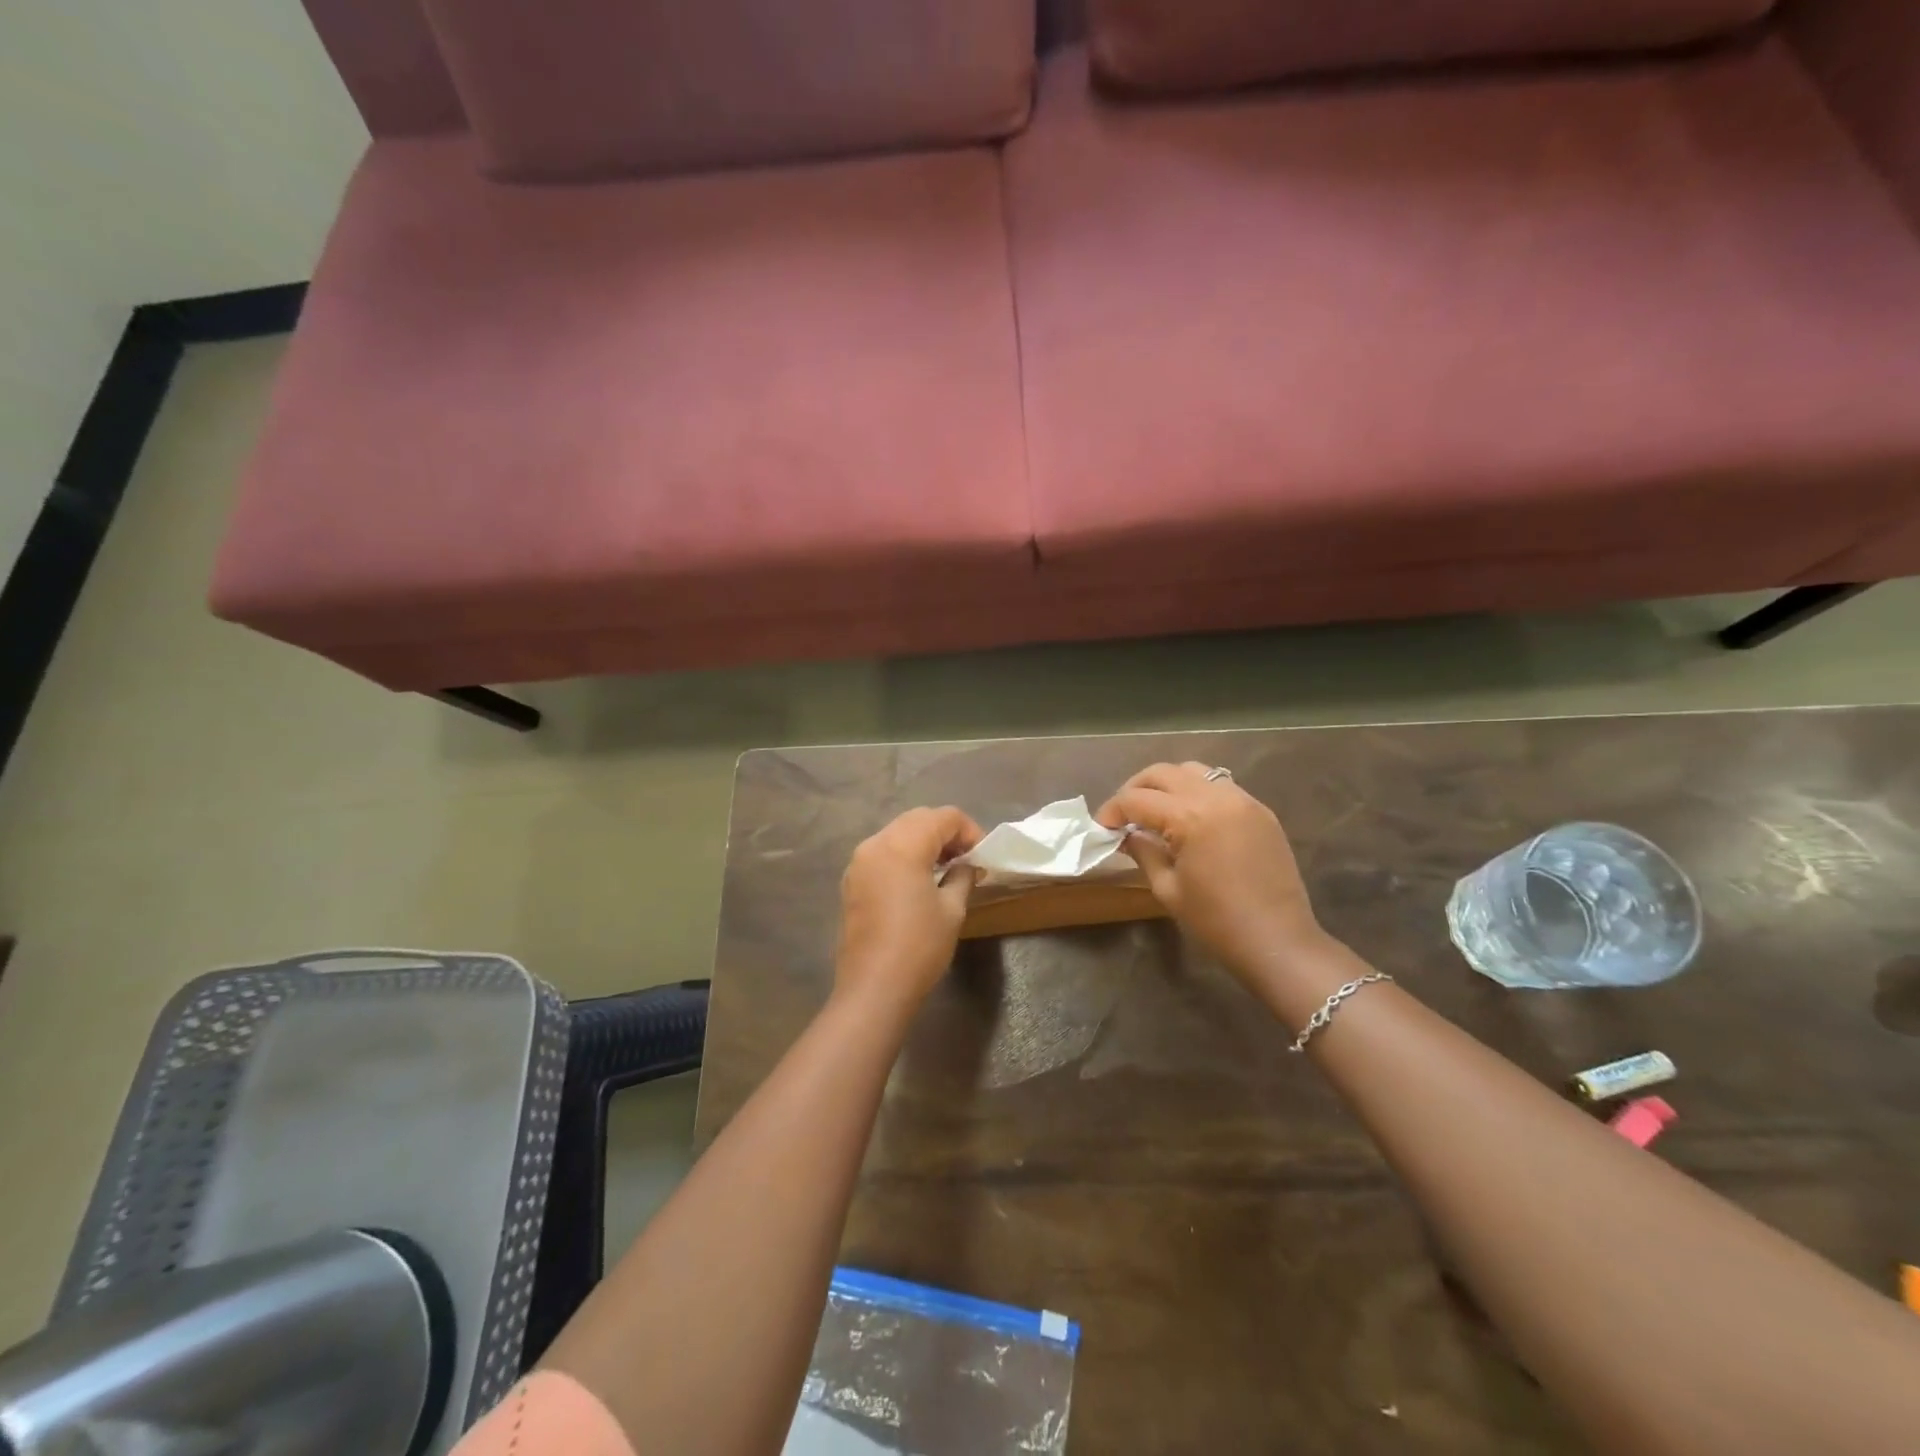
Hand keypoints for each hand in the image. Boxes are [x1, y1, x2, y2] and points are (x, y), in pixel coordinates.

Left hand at [835, 806, 983, 1016]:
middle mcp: (876, 844)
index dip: (969, 830)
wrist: (873, 988)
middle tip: (967, 859)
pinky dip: (904, 855)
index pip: (943, 817)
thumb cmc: (919, 947)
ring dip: (924, 842)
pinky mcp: (852, 881)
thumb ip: (962, 877)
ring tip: (946, 869)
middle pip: (918, 819)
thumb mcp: (952, 909)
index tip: (982, 856)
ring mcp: (859, 862)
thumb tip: (968, 865)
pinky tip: (920, 880)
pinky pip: (883, 852)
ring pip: (898, 833)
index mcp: (902, 845)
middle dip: (946, 832)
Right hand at [1097, 763, 1327, 983]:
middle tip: (1124, 814)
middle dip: (1136, 789)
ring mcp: (1243, 800)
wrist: (1278, 942)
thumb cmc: (1216, 921)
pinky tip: (1191, 819)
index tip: (1102, 828)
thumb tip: (1127, 834)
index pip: (1137, 799)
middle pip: (1163, 773)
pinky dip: (1198, 792)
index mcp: (1189, 817)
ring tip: (1157, 811)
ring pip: (1194, 771)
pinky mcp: (1261, 811)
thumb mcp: (1168, 889)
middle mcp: (1216, 797)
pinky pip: (1221, 786)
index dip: (1112, 810)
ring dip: (1168, 784)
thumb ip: (1143, 852)